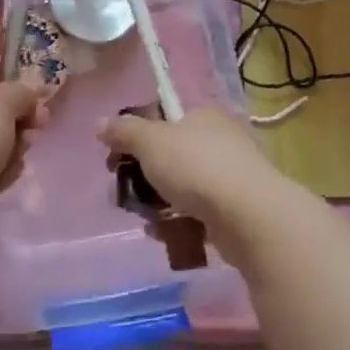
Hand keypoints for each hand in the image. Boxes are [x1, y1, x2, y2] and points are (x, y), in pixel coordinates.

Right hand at [97, 106, 282, 245]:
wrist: (250, 216)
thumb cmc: (196, 167)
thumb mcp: (150, 142)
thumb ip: (123, 131)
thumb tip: (99, 123)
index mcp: (205, 115)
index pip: (166, 120)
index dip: (138, 138)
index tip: (117, 160)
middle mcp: (224, 140)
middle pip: (174, 155)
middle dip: (147, 175)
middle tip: (128, 193)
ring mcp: (236, 176)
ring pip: (187, 187)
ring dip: (162, 202)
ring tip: (145, 219)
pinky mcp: (241, 210)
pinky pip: (202, 213)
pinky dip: (182, 222)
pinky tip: (166, 234)